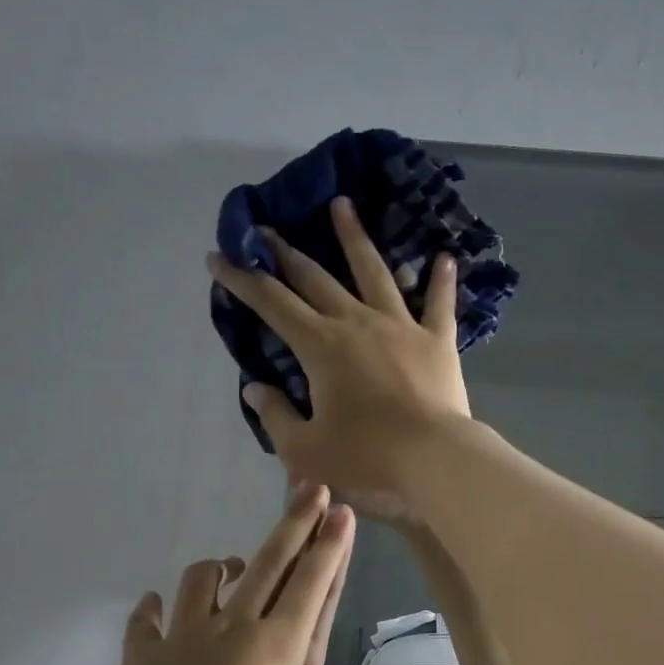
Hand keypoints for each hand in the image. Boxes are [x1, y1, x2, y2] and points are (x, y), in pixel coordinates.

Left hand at [106, 487, 355, 664]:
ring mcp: (187, 634)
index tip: (340, 511)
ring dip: (219, 567)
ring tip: (229, 566)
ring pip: (204, 580)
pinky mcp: (146, 651)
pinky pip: (147, 622)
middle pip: (269, 563)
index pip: (310, 586)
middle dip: (294, 524)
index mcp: (275, 648)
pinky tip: (154, 606)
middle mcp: (236, 627)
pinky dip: (151, 611)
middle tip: (309, 489)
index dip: (329, 547)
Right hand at [207, 196, 469, 518]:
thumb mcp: (305, 449)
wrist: (434, 459)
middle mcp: (358, 323)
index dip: (241, 279)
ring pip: (375, 272)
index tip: (219, 257)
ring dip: (354, 238)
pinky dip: (441, 281)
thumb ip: (275, 416)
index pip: (271, 303)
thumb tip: (254, 388)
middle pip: (316, 279)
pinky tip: (444, 257)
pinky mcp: (438, 341)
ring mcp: (402, 326)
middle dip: (286, 253)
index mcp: (321, 347)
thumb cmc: (366, 456)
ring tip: (342, 205)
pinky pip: (439, 304)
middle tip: (267, 230)